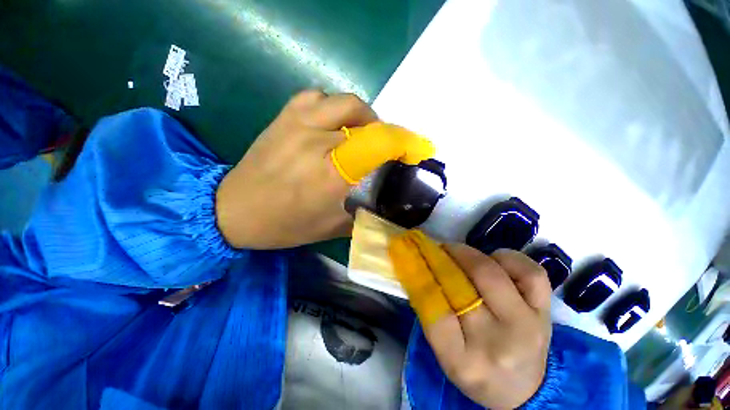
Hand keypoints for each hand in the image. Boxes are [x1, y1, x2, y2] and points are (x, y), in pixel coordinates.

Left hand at [216, 90, 433, 248]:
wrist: (233, 210)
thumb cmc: (284, 225)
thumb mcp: (331, 228)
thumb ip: (361, 213)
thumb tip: (383, 205)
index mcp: (330, 175)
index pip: (377, 145)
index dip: (403, 142)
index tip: (415, 149)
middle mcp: (316, 143)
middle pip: (365, 121)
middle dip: (384, 132)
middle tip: (384, 148)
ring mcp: (296, 124)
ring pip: (343, 102)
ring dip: (361, 116)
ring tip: (360, 133)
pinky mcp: (282, 118)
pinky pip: (316, 97)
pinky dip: (332, 107)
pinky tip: (331, 123)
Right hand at [389, 231, 551, 408]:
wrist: (524, 389)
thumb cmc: (476, 370)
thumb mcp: (444, 352)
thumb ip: (431, 311)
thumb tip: (419, 267)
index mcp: (464, 361)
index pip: (435, 309)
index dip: (420, 275)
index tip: (413, 255)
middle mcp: (498, 344)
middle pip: (462, 286)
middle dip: (442, 257)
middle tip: (435, 248)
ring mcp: (529, 326)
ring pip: (492, 272)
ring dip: (468, 254)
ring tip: (458, 252)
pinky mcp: (546, 312)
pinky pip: (530, 272)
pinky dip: (508, 258)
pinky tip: (495, 261)